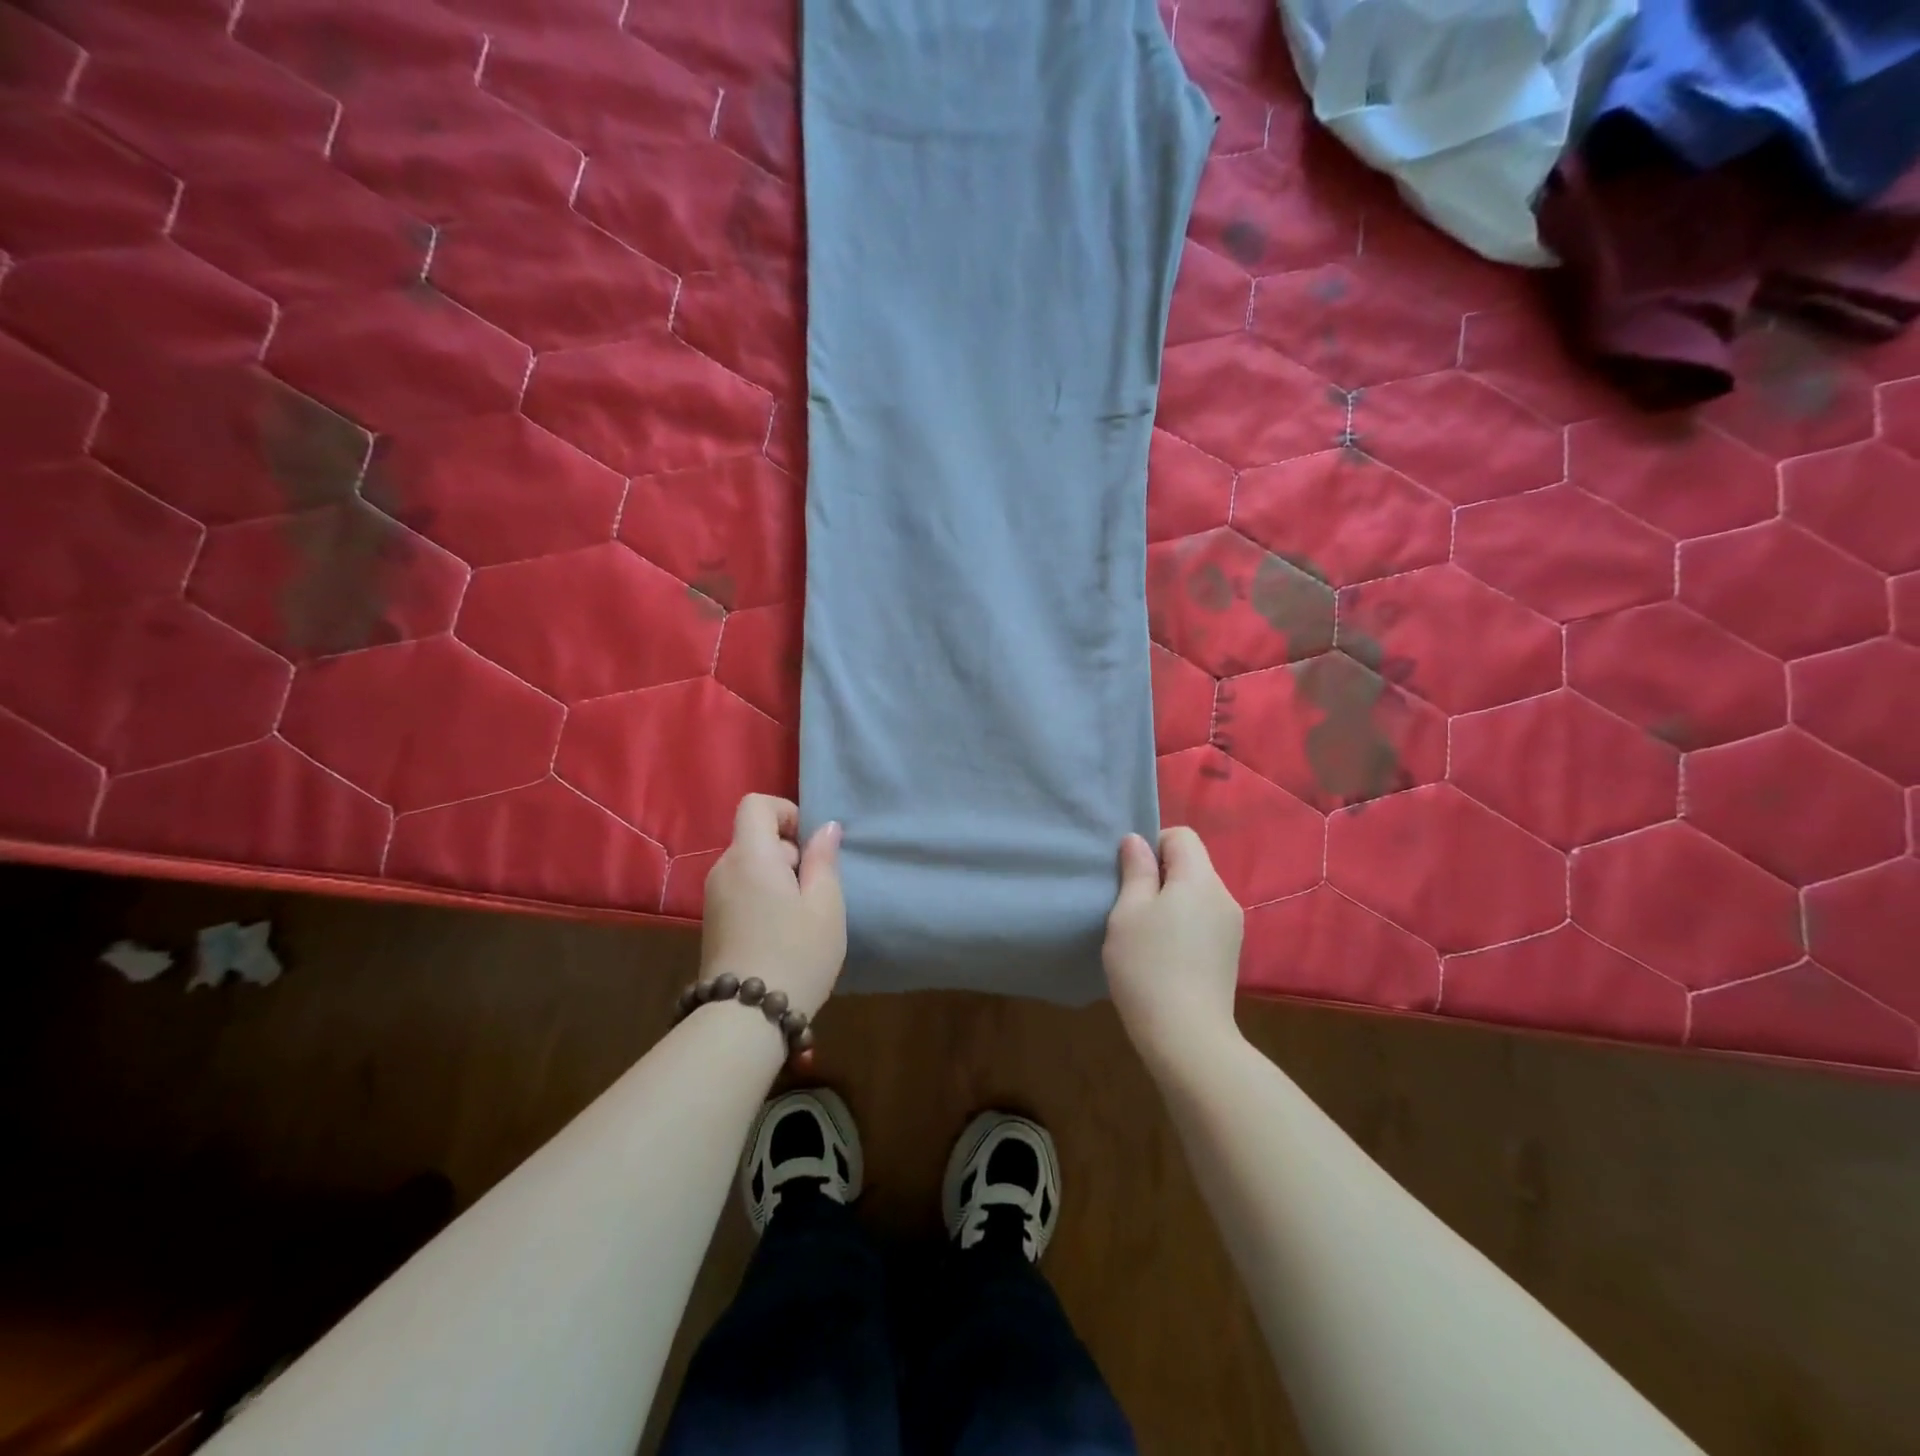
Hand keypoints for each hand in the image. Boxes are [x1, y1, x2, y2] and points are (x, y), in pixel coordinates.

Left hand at [701, 795, 845, 1017]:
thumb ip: (823, 859)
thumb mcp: (825, 904)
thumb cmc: (796, 953)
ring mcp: (713, 898)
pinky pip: (741, 890)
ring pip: (750, 866)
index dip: (785, 812)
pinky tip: (781, 933)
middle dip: (788, 852)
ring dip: (778, 878)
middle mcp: (724, 869)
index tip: (809, 845)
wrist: (746, 1017)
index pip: (755, 804)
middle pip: (755, 837)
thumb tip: (825, 827)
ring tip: (801, 916)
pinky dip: (763, 897)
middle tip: (814, 891)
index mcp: (750, 856)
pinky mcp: (712, 923)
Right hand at [1103, 828, 1243, 1071]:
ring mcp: (1232, 928)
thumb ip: (1136, 871)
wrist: (1187, 1036)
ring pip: (1197, 895)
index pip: (1182, 836)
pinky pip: (1204, 921)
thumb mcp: (1128, 912)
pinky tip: (1164, 956)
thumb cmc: (1148, 965)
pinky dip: (1183, 925)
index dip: (1153, 845)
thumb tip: (1137, 840)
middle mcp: (1224, 896)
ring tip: (1145, 934)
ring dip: (1171, 903)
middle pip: (1192, 865)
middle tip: (1130, 906)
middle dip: (1160, 876)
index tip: (1130, 875)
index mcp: (1200, 879)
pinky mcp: (1230, 954)